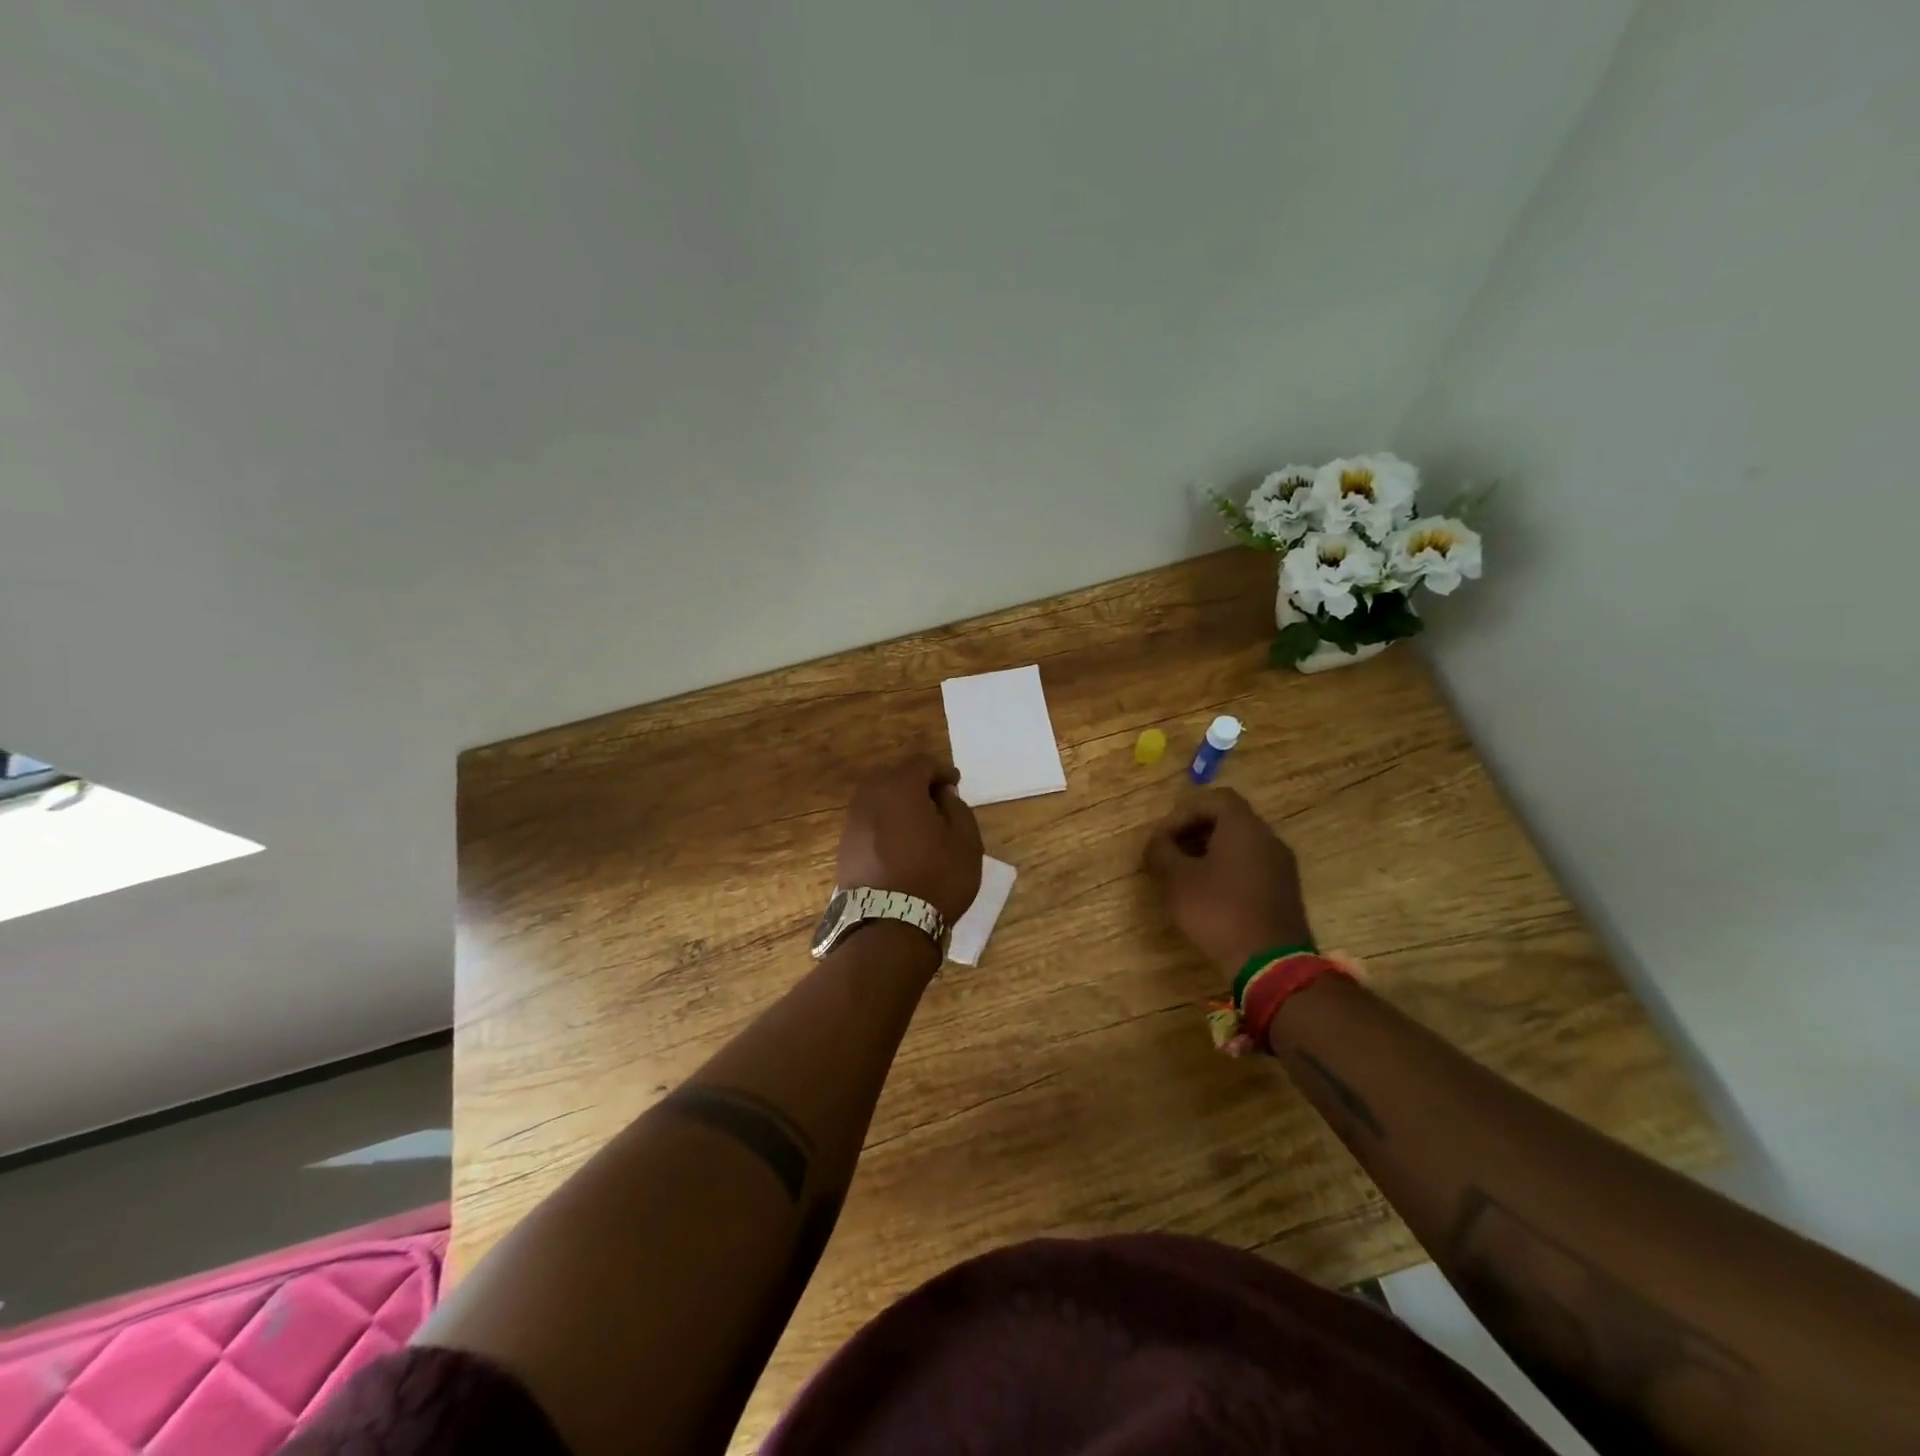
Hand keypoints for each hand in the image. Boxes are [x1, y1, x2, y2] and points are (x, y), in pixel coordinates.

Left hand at [836, 756, 983, 924]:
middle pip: (892, 776)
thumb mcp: (966, 842)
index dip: (941, 770)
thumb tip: (942, 795)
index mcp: (900, 789)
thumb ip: (957, 808)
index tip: (955, 783)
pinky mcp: (844, 847)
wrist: (889, 927)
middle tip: (936, 798)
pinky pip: (867, 821)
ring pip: (875, 798)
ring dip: (896, 801)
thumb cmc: (936, 879)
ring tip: (918, 821)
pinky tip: (899, 841)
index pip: (921, 764)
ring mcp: (853, 823)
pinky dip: (884, 821)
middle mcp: (870, 798)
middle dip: (915, 781)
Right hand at [1144, 787, 1312, 973]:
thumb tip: (1156, 841)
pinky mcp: (1285, 892)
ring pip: (1241, 845)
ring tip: (1186, 878)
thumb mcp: (1176, 880)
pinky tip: (1211, 897)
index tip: (1165, 837)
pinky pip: (1253, 867)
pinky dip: (1229, 871)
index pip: (1215, 798)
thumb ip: (1160, 852)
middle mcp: (1268, 838)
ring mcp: (1281, 866)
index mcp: (1244, 827)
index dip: (1184, 812)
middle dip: (1195, 832)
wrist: (1271, 964)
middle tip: (1171, 855)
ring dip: (1211, 853)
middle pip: (1229, 820)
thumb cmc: (1219, 911)